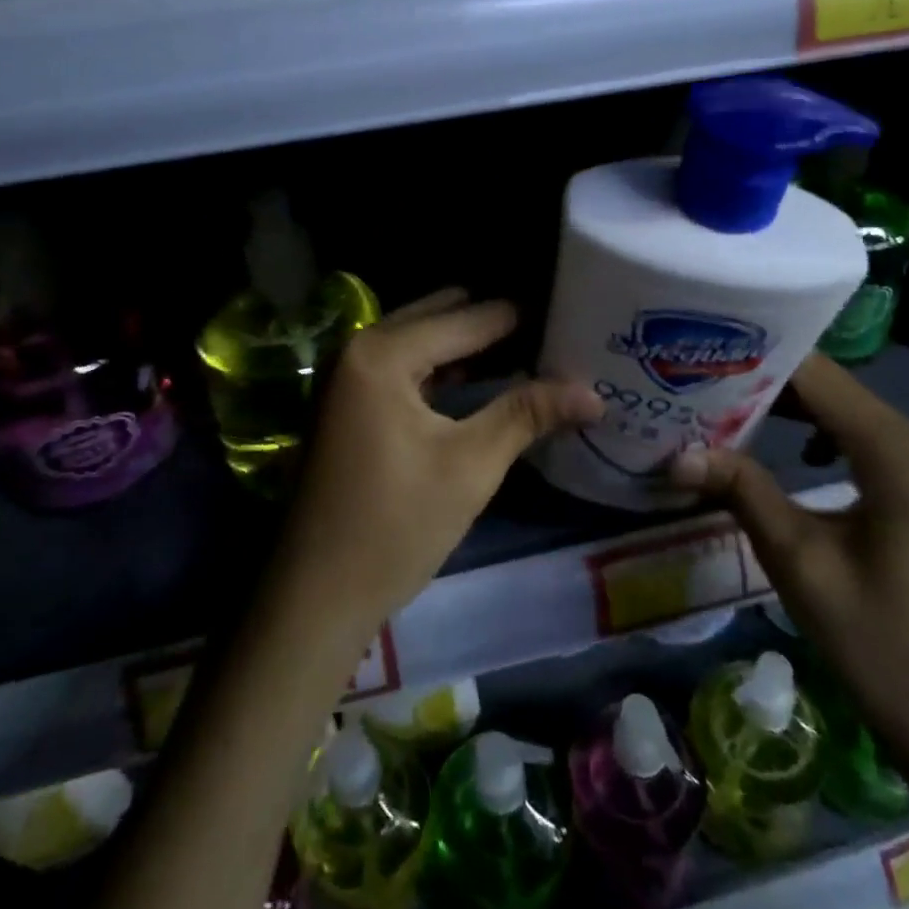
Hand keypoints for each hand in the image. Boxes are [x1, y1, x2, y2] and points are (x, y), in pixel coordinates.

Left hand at [273, 289, 602, 637]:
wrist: (315, 595)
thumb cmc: (394, 526)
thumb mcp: (470, 465)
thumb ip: (527, 414)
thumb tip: (594, 392)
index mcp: (383, 352)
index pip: (469, 318)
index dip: (522, 317)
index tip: (570, 312)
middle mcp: (359, 346)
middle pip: (441, 316)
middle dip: (494, 324)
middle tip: (552, 332)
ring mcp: (346, 373)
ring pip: (421, 339)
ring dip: (468, 345)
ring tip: (528, 352)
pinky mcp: (346, 400)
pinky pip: (403, 365)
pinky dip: (441, 367)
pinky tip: (480, 381)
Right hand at [670, 353, 908, 761]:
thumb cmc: (882, 646)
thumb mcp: (799, 563)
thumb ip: (742, 490)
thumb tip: (677, 453)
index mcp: (902, 454)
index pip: (818, 376)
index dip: (757, 362)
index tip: (702, 358)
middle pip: (836, 390)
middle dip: (768, 386)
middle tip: (703, 387)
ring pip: (853, 412)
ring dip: (795, 410)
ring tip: (731, 413)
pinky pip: (874, 440)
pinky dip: (828, 435)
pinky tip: (792, 453)